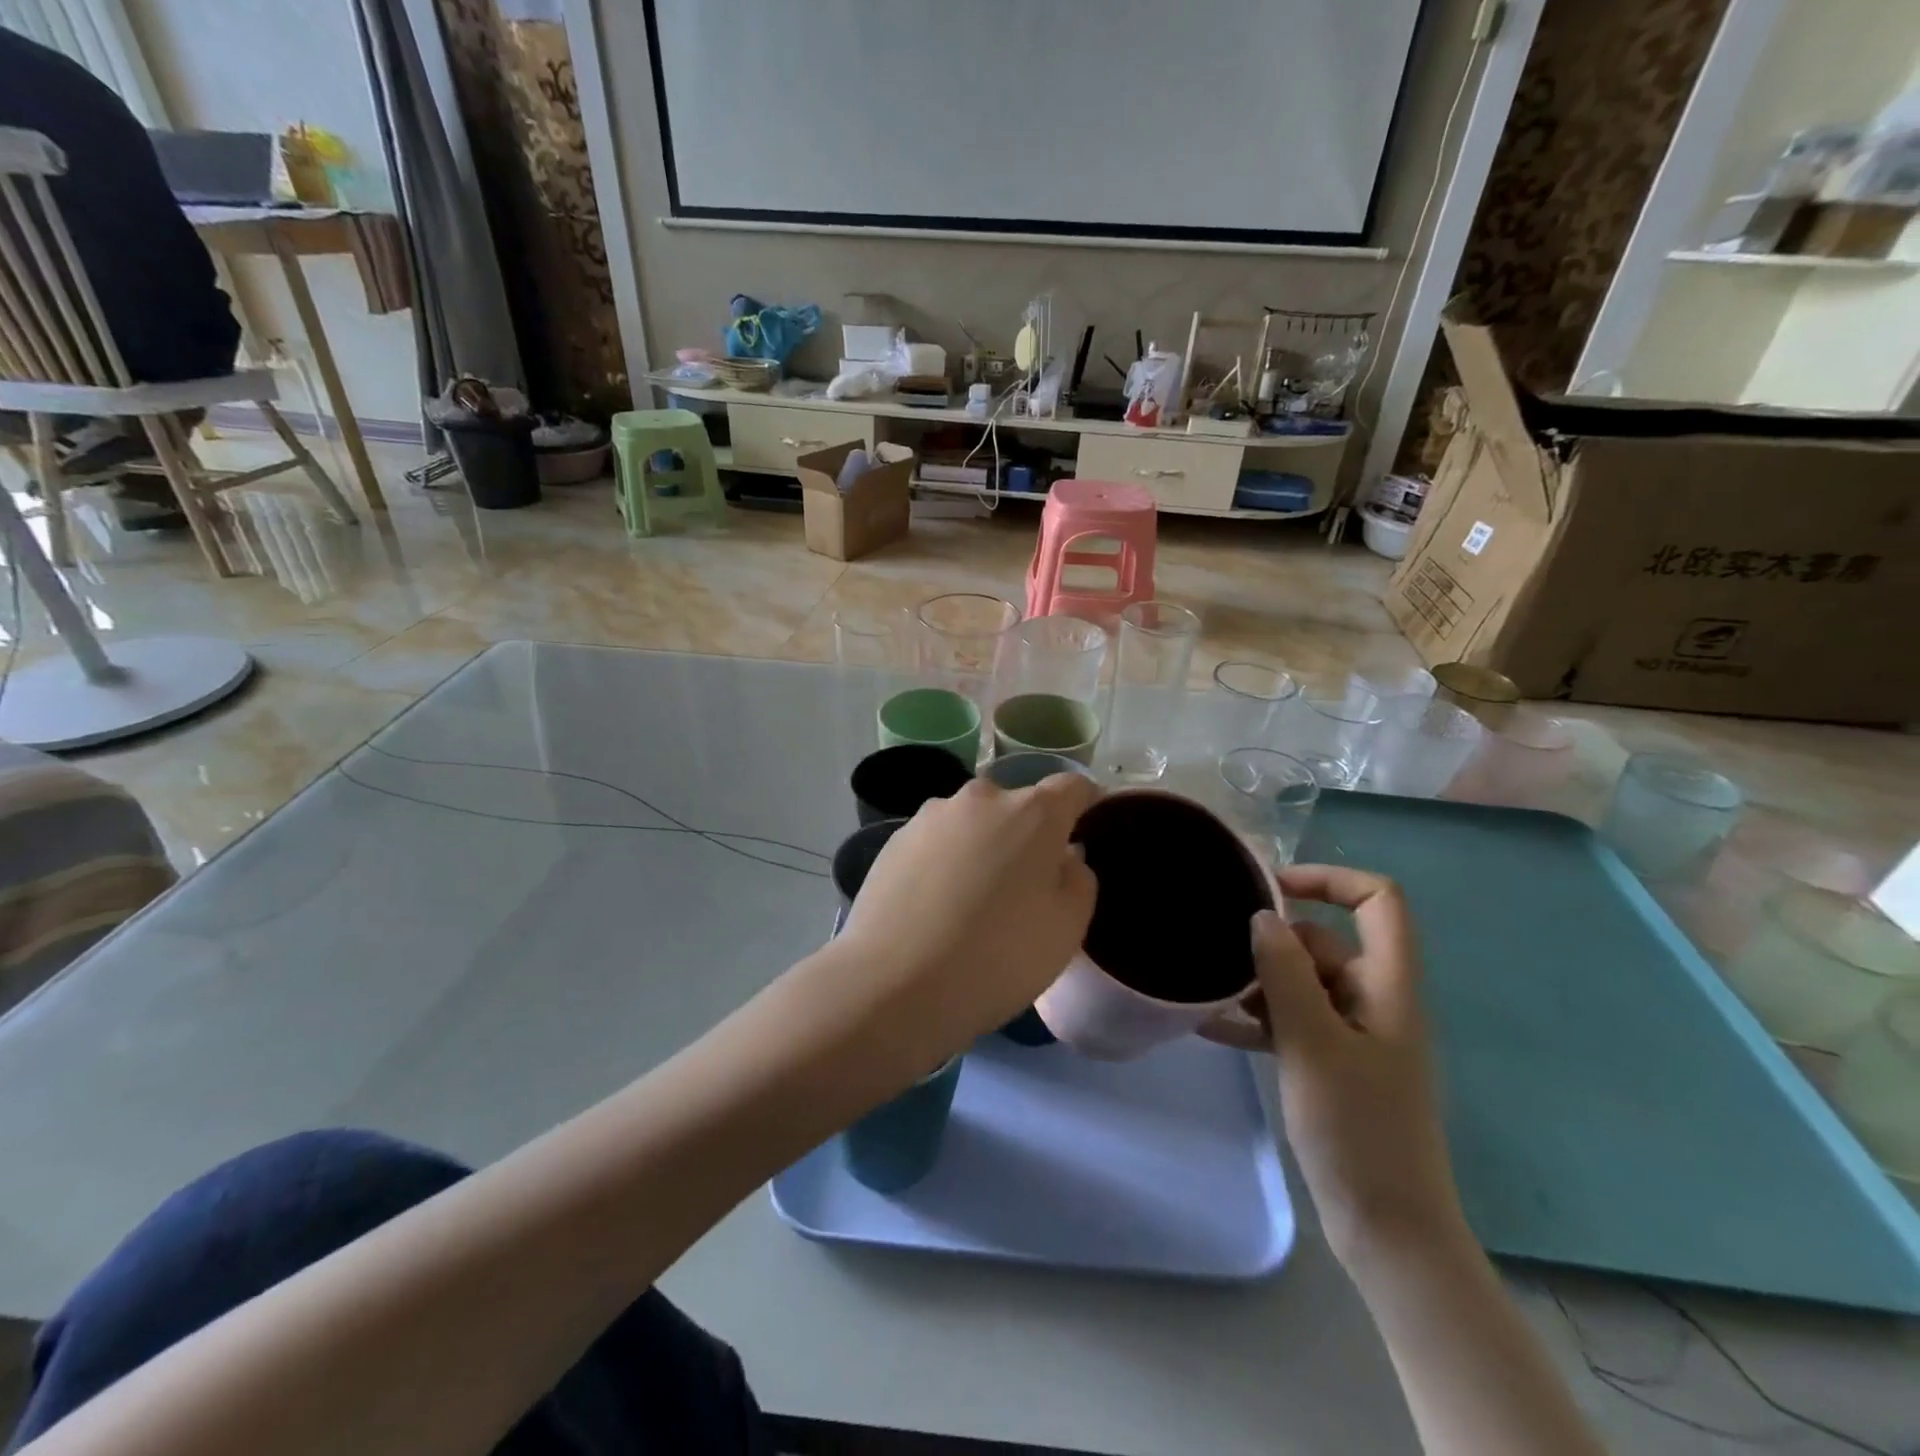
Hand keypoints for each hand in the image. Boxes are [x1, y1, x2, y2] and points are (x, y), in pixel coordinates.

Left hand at [834, 774, 1098, 1065]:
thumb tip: (1065, 857)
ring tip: (972, 902)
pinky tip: (935, 907)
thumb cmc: (998, 956)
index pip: (1071, 787)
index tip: (1085, 828)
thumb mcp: (1067, 928)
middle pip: (1017, 806)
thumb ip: (1078, 880)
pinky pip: (936, 843)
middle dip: (1027, 835)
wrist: (894, 983)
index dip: (1085, 803)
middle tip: (1024, 886)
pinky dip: (944, 863)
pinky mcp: (894, 840)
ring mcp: (931, 816)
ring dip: (981, 847)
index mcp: (1032, 812)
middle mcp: (981, 799)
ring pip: (972, 824)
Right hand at [1203, 865, 1466, 1263]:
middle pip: (1323, 943)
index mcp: (1387, 986)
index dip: (1329, 879)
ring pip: (1299, 982)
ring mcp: (1351, 1034)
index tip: (1270, 889)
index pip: (1378, 902)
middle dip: (1269, 943)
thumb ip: (1286, 974)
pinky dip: (1253, 1019)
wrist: (1386, 1228)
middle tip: (1214, 953)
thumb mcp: (1314, 1044)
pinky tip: (1207, 1026)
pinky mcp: (1330, 1063)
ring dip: (1255, 983)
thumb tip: (1263, 916)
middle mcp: (1372, 1000)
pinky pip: (1289, 1022)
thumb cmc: (1358, 1130)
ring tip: (1202, 988)